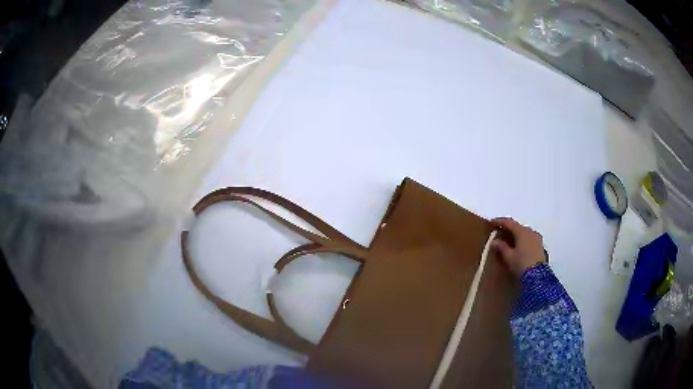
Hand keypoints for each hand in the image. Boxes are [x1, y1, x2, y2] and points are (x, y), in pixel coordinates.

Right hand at [491, 217, 546, 276]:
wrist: (538, 275)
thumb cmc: (521, 264)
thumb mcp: (509, 257)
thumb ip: (501, 247)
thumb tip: (494, 241)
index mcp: (521, 231)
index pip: (509, 222)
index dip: (500, 221)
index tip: (492, 222)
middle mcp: (530, 231)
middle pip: (518, 226)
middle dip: (509, 228)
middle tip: (500, 231)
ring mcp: (536, 237)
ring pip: (524, 232)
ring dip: (516, 234)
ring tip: (509, 239)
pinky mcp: (540, 245)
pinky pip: (529, 238)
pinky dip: (523, 239)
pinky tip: (519, 245)